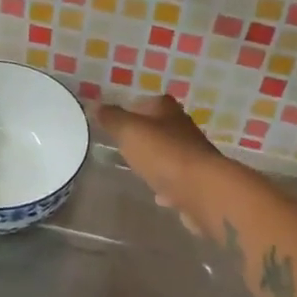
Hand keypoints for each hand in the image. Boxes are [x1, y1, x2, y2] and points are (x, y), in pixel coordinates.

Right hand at [95, 94, 228, 228]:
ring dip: (157, 161)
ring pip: (170, 155)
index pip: (150, 102)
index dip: (133, 108)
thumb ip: (112, 119)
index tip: (117, 120)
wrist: (202, 190)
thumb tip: (93, 103)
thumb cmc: (164, 154)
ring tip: (138, 169)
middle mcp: (184, 130)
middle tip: (124, 145)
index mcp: (168, 112)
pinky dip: (167, 186)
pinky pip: (177, 182)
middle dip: (145, 136)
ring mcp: (193, 158)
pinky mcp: (197, 184)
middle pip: (161, 128)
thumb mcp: (130, 131)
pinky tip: (158, 195)